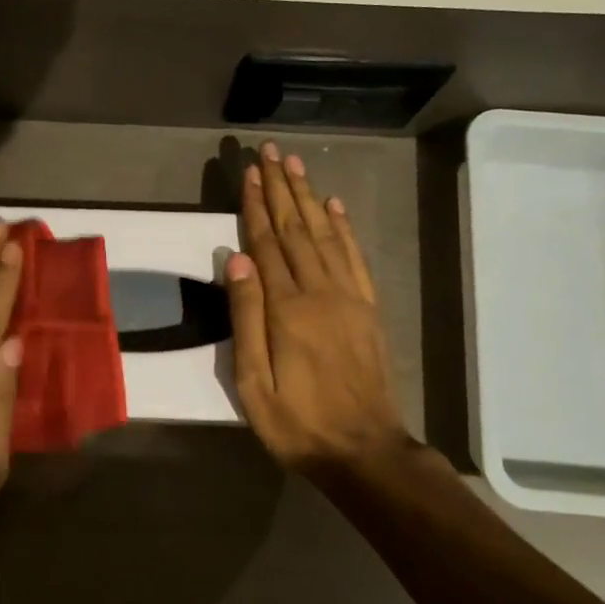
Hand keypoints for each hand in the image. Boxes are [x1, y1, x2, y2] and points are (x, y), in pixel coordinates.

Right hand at [223, 143, 408, 471]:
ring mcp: (349, 297)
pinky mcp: (368, 308)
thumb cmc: (298, 424)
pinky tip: (334, 206)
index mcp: (287, 309)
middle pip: (295, 229)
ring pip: (324, 235)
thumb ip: (246, 319)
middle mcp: (320, 292)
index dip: (256, 206)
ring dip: (308, 197)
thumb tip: (236, 260)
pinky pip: (354, 257)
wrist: (364, 451)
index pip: (266, 244)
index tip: (249, 173)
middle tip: (271, 152)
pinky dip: (343, 228)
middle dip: (281, 188)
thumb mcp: (254, 385)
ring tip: (296, 165)